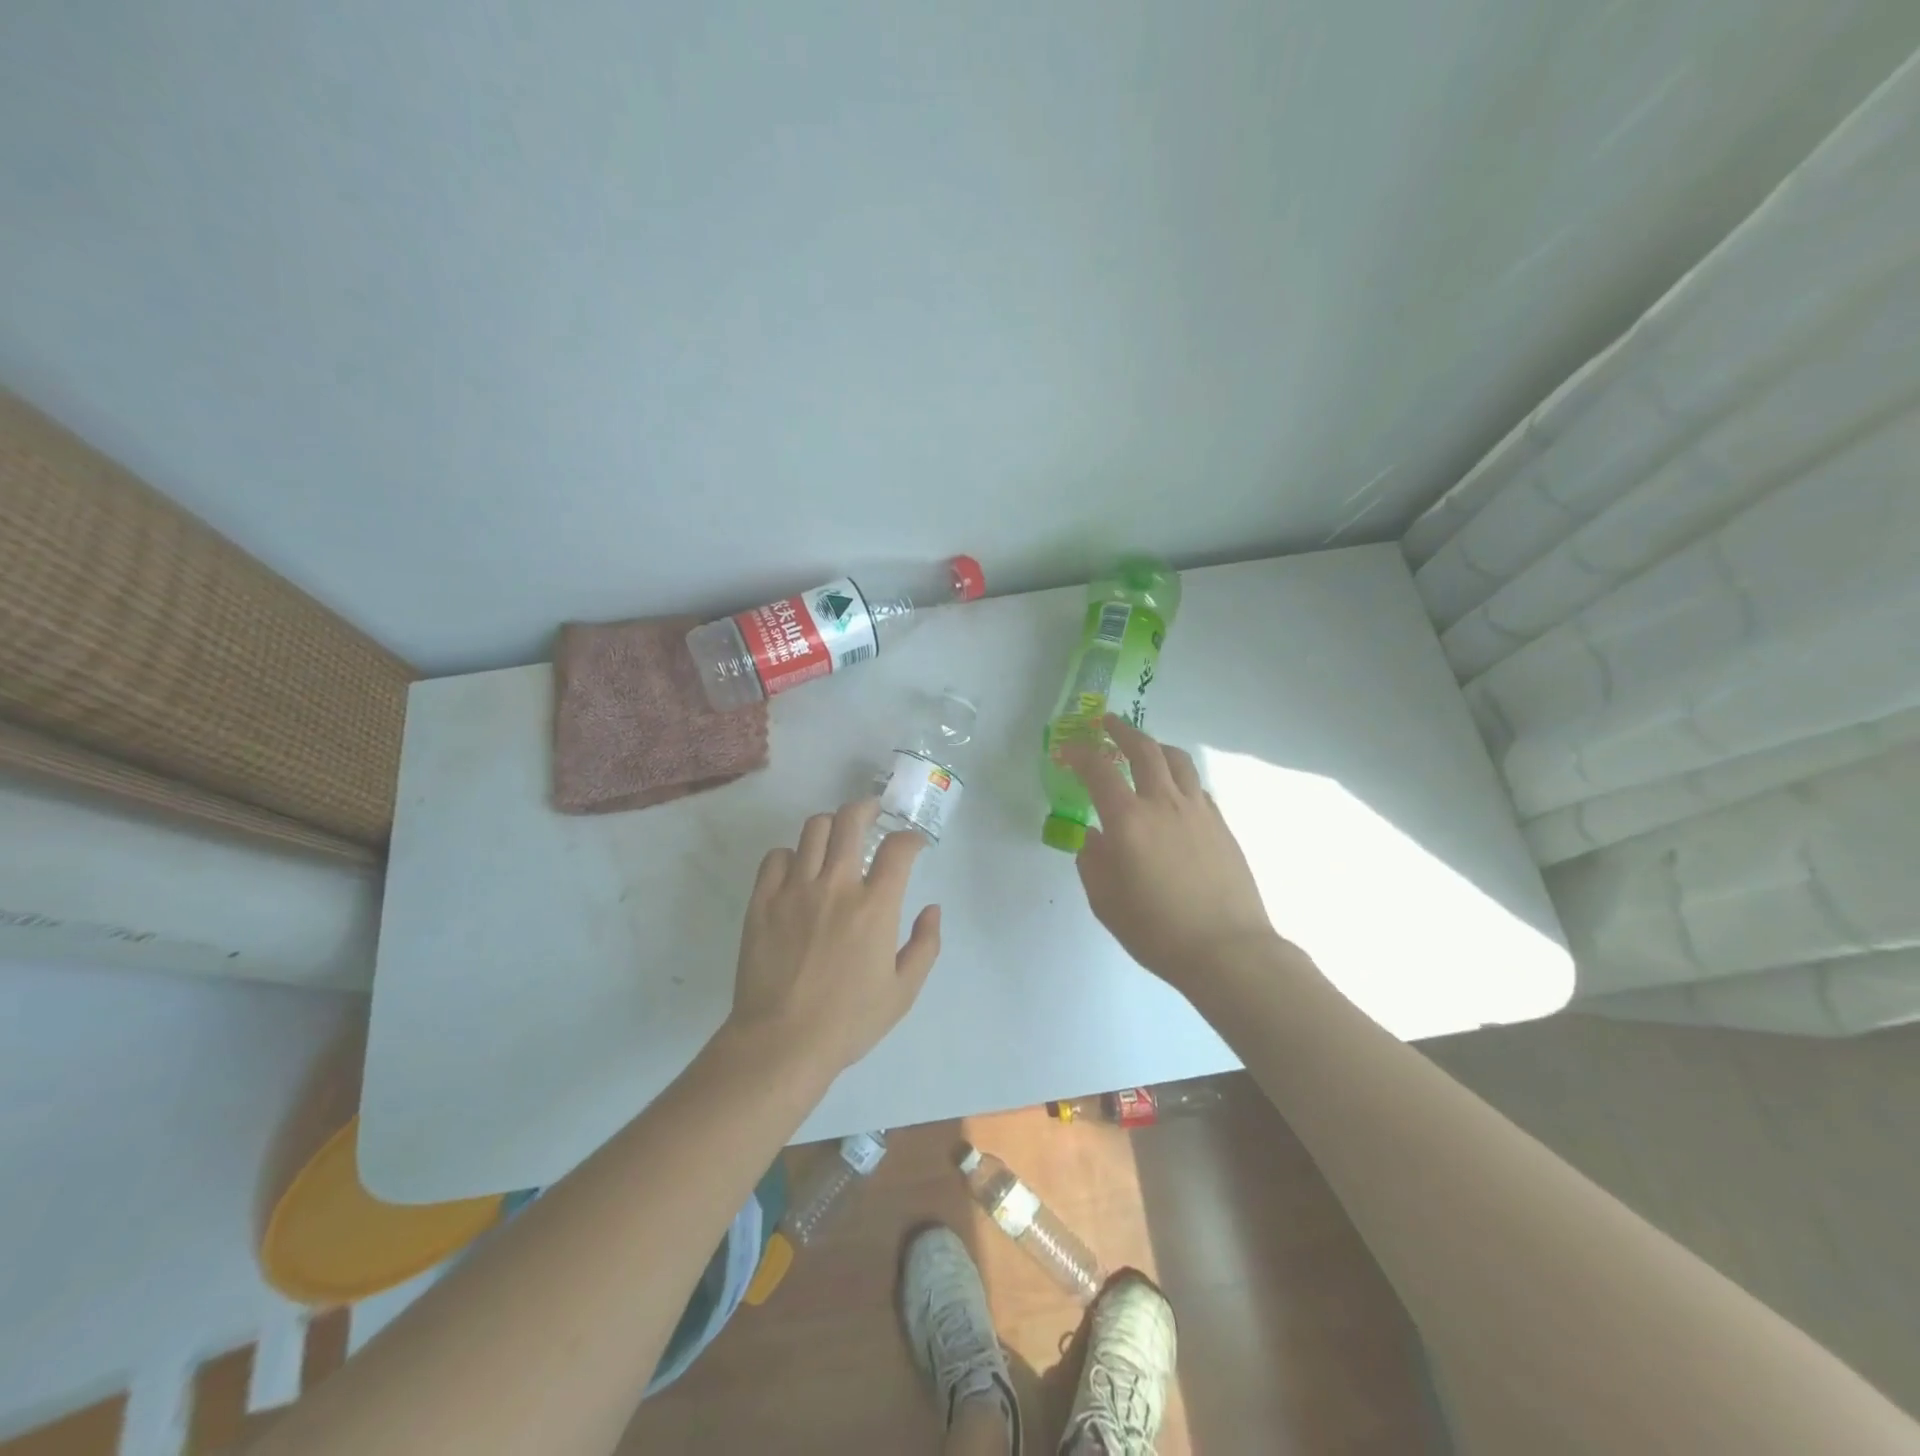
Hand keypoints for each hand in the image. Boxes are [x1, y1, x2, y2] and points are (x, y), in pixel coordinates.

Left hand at [726, 798, 942, 1077]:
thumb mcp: (903, 991)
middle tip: (872, 814)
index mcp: (875, 906)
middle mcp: (836, 885)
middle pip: (850, 820)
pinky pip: (775, 856)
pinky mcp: (762, 901)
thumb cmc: (848, 1021)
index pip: (898, 848)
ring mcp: (794, 889)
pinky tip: (798, 870)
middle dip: (867, 809)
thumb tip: (932, 909)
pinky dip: (791, 855)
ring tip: (836, 837)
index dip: (910, 838)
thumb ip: (925, 945)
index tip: (913, 845)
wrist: (781, 1043)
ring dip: (831, 827)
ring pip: (813, 830)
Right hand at [1062, 715, 1282, 990]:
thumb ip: (1092, 862)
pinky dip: (1179, 776)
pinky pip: (1197, 785)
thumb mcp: (1106, 901)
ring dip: (1155, 746)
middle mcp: (1164, 803)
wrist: (1227, 950)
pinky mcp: (1221, 824)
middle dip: (1121, 731)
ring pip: (1177, 760)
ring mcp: (1198, 810)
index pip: (1099, 770)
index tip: (1067, 750)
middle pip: (1144, 749)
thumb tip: (1093, 837)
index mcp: (1128, 819)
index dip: (1079, 754)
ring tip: (1145, 748)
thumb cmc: (1157, 930)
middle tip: (1107, 724)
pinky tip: (1174, 792)